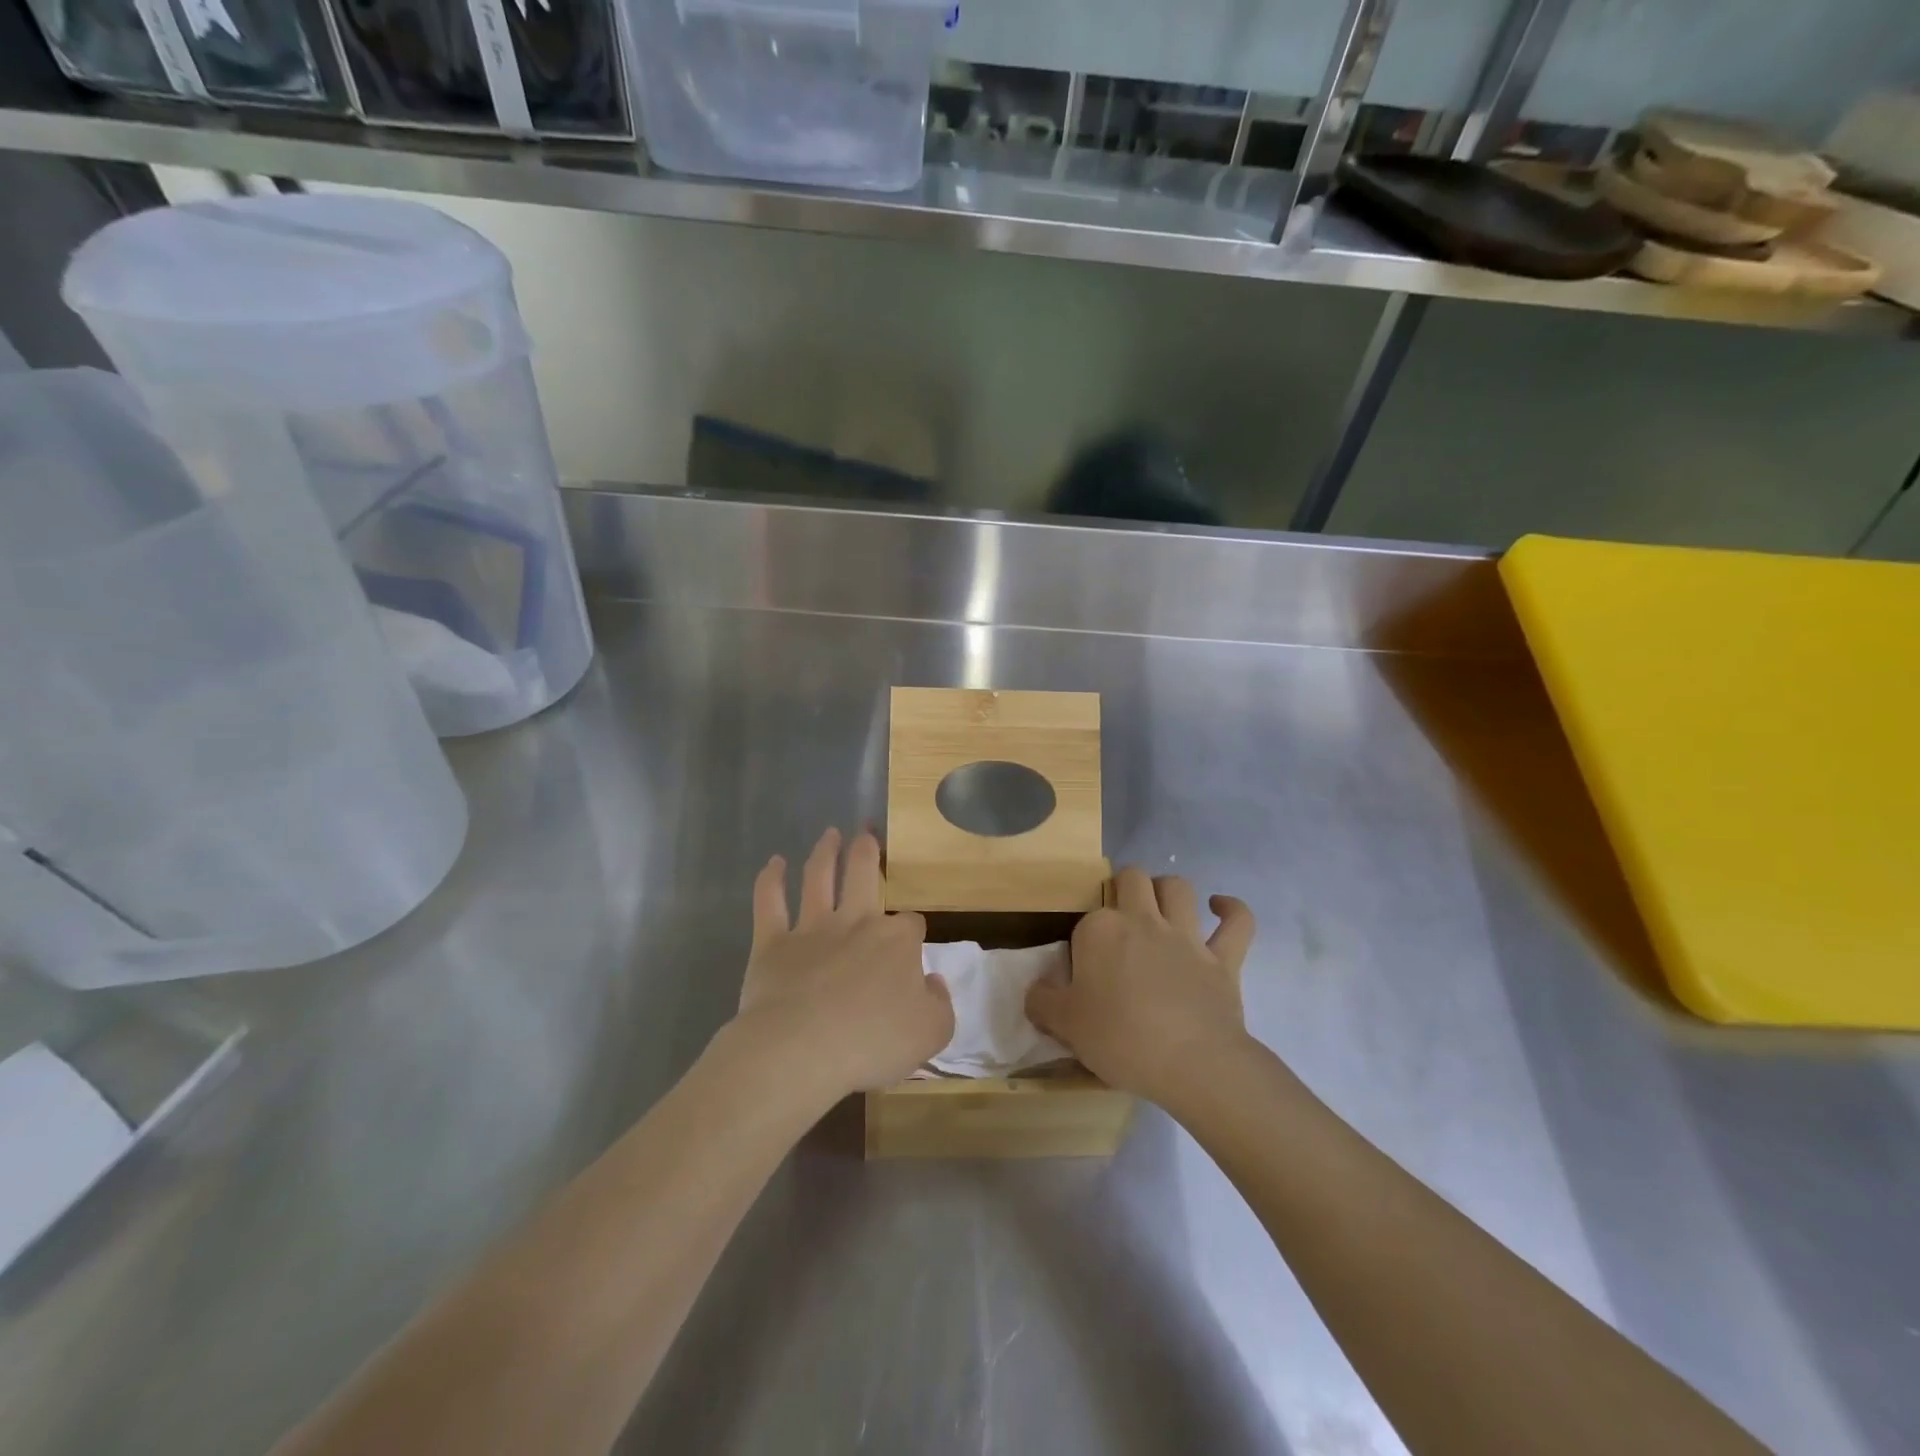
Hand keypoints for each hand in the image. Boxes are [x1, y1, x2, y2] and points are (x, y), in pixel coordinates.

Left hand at [733, 828, 954, 1097]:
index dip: (912, 932)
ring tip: (830, 833)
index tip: (911, 947)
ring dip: (825, 852)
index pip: (911, 924)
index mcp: (896, 941)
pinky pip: (769, 902)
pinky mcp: (772, 943)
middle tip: (866, 831)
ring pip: (818, 877)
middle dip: (868, 850)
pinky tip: (773, 863)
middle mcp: (855, 922)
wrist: (801, 1050)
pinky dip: (770, 879)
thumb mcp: (931, 1033)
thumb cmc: (871, 1042)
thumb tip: (932, 981)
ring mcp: (811, 929)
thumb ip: (939, 1004)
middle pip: (864, 874)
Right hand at [1026, 867, 1255, 1104]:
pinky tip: (1220, 907)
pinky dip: (1232, 910)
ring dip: (1168, 890)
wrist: (1192, 1063)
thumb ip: (1043, 1003)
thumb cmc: (1121, 1040)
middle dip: (1124, 887)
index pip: (1087, 919)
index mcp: (1101, 931)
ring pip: (1179, 888)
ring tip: (1161, 906)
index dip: (1085, 941)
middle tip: (1120, 918)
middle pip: (1132, 879)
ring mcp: (1187, 936)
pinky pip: (1237, 922)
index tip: (1084, 972)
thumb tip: (1036, 991)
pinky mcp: (1223, 959)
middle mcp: (1143, 921)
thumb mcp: (1066, 1026)